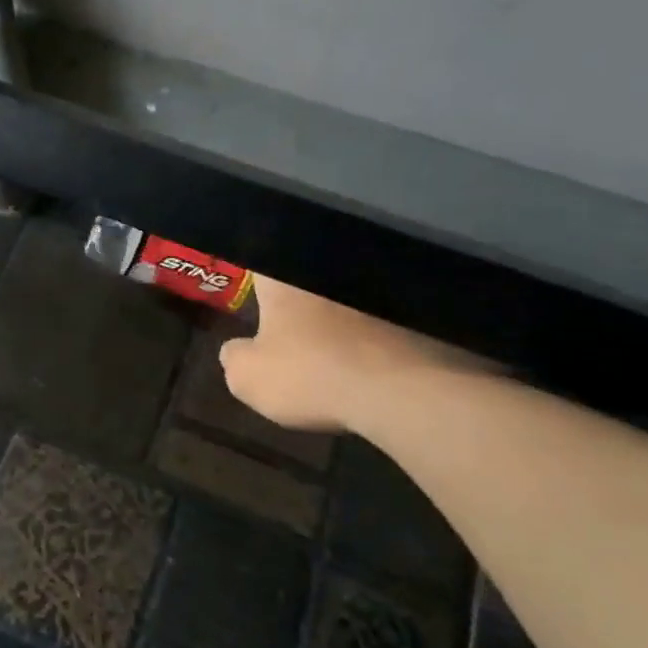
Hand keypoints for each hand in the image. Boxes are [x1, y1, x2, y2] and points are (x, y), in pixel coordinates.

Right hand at [219, 278, 476, 432]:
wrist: (401, 391)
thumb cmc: (311, 374)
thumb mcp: (248, 378)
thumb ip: (233, 359)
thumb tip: (237, 350)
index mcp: (283, 280)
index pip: (262, 257)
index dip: (255, 270)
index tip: (253, 286)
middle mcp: (329, 273)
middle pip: (306, 274)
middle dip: (298, 292)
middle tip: (291, 319)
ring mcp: (375, 292)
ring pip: (347, 296)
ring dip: (338, 313)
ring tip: (332, 342)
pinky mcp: (414, 314)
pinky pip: (383, 318)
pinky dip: (373, 333)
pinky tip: (369, 358)